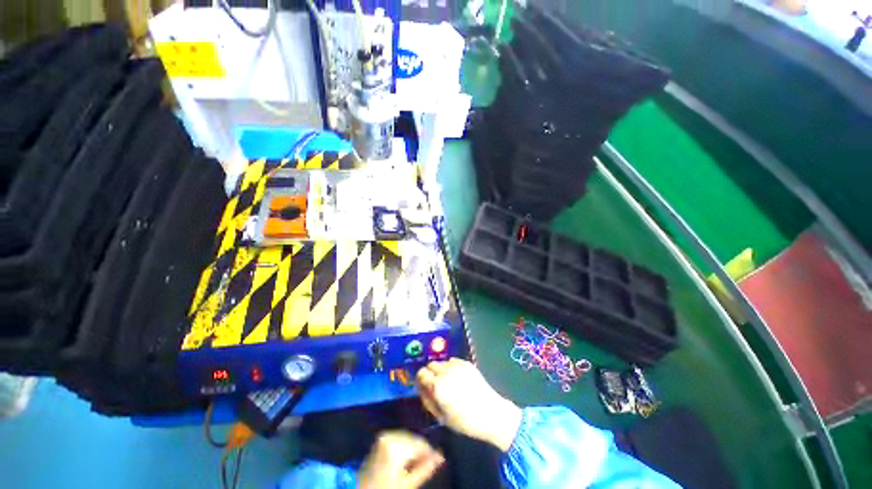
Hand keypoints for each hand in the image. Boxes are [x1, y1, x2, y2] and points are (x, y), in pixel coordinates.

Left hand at [358, 431, 443, 488]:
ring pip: (407, 438)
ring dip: (413, 448)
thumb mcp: (407, 484)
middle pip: (413, 439)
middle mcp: (390, 435)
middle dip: (421, 451)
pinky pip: (399, 438)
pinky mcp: (381, 438)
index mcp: (395, 445)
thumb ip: (424, 468)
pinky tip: (406, 459)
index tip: (438, 459)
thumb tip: (441, 456)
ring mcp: (384, 435)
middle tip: (428, 463)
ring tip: (417, 463)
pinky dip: (405, 447)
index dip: (430, 452)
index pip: (420, 444)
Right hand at [416, 358, 522, 451]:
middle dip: (430, 373)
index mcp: (438, 386)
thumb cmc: (465, 421)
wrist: (491, 413)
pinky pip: (453, 361)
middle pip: (430, 365)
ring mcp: (457, 365)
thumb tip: (421, 388)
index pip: (421, 373)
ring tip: (448, 382)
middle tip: (435, 385)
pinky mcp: (467, 363)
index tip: (424, 386)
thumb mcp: (441, 416)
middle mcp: (446, 372)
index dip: (421, 380)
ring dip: (441, 370)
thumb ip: (428, 400)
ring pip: (442, 362)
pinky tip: (457, 378)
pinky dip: (451, 367)